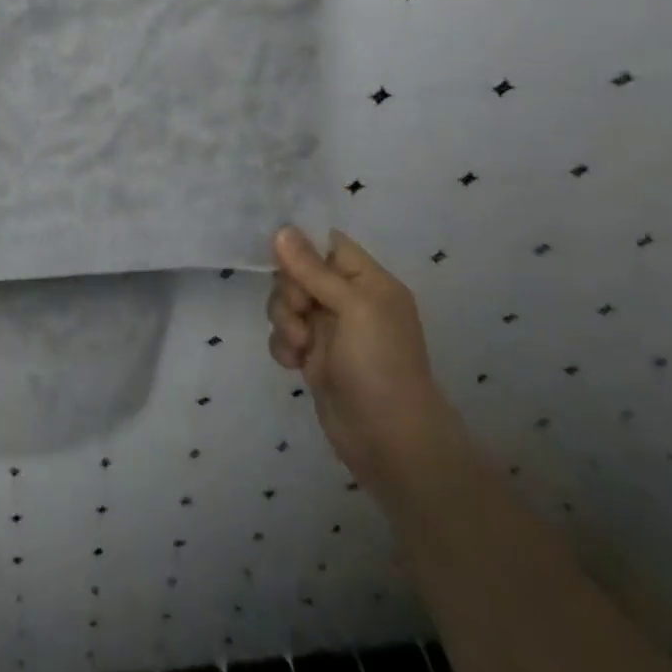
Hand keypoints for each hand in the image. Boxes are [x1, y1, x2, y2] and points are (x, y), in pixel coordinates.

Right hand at [267, 227, 457, 495]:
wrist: (390, 442)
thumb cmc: (380, 364)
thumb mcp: (353, 307)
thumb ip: (313, 268)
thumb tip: (282, 229)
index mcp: (368, 281)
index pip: (327, 243)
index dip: (301, 245)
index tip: (281, 255)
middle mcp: (349, 300)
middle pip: (298, 272)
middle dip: (289, 290)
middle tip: (300, 310)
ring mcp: (330, 330)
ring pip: (286, 303)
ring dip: (283, 319)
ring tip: (300, 345)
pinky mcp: (314, 357)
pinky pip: (284, 334)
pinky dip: (284, 345)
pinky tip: (294, 363)